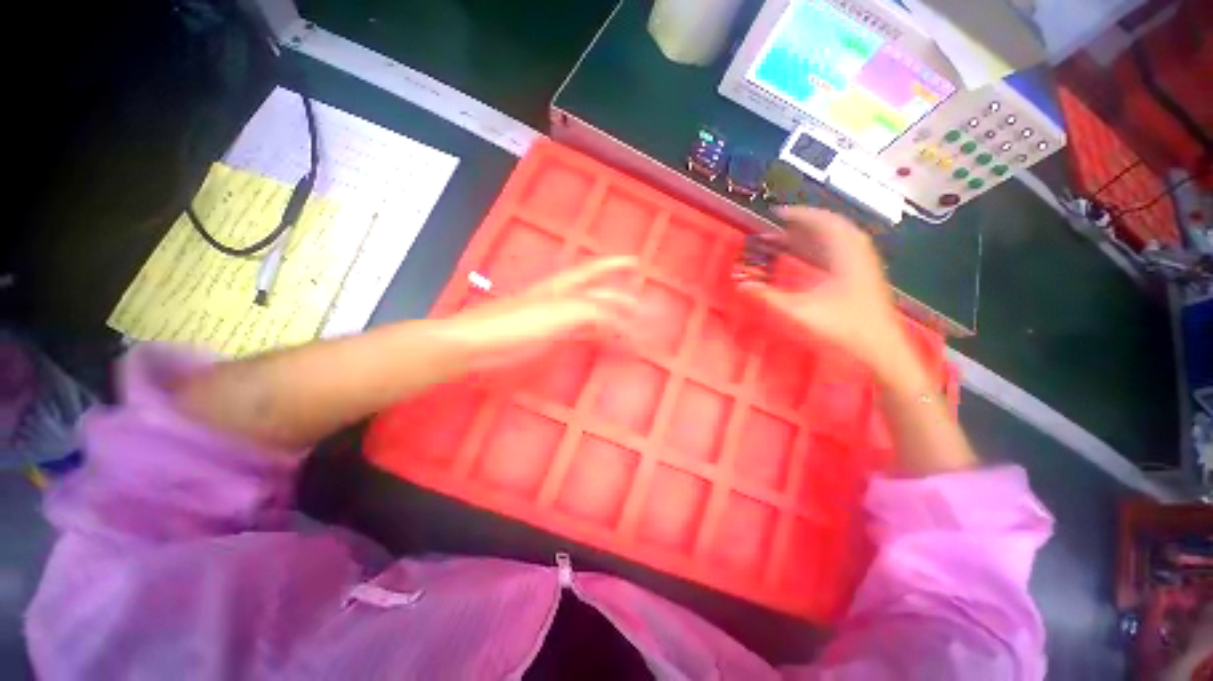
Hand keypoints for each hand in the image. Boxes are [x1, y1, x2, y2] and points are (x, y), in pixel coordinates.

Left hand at [441, 256, 641, 369]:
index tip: (635, 262)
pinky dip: (592, 333)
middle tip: (639, 303)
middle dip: (617, 296)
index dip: (614, 264)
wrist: (471, 347)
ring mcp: (550, 319)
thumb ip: (589, 311)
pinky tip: (595, 337)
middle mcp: (557, 299)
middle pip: (593, 293)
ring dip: (607, 315)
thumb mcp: (555, 314)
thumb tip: (621, 316)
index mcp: (560, 288)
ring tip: (625, 320)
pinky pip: (576, 332)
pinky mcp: (543, 338)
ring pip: (586, 312)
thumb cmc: (512, 327)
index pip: (594, 271)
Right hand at [738, 207, 913, 380]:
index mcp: (844, 255)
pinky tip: (806, 254)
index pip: (821, 223)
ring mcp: (862, 262)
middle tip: (778, 225)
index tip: (777, 213)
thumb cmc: (844, 327)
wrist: (881, 345)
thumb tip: (743, 285)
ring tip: (787, 237)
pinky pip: (840, 248)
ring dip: (810, 234)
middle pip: (829, 226)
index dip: (798, 214)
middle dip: (802, 223)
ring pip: (835, 237)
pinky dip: (820, 245)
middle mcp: (855, 252)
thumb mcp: (801, 312)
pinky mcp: (862, 272)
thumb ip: (770, 298)